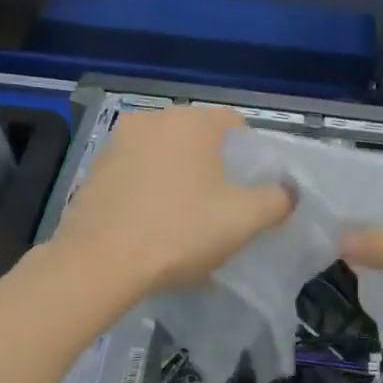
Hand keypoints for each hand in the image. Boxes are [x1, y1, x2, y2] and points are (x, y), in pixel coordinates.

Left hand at [53, 106, 292, 298]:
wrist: (100, 262)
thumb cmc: (179, 232)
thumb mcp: (242, 220)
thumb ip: (275, 200)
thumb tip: (287, 191)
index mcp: (190, 122)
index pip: (235, 124)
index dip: (252, 154)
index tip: (253, 188)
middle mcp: (151, 120)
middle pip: (197, 140)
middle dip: (213, 168)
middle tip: (223, 207)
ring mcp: (117, 144)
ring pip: (164, 157)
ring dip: (179, 180)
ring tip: (185, 220)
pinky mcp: (94, 171)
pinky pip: (136, 175)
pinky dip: (149, 192)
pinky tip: (152, 225)